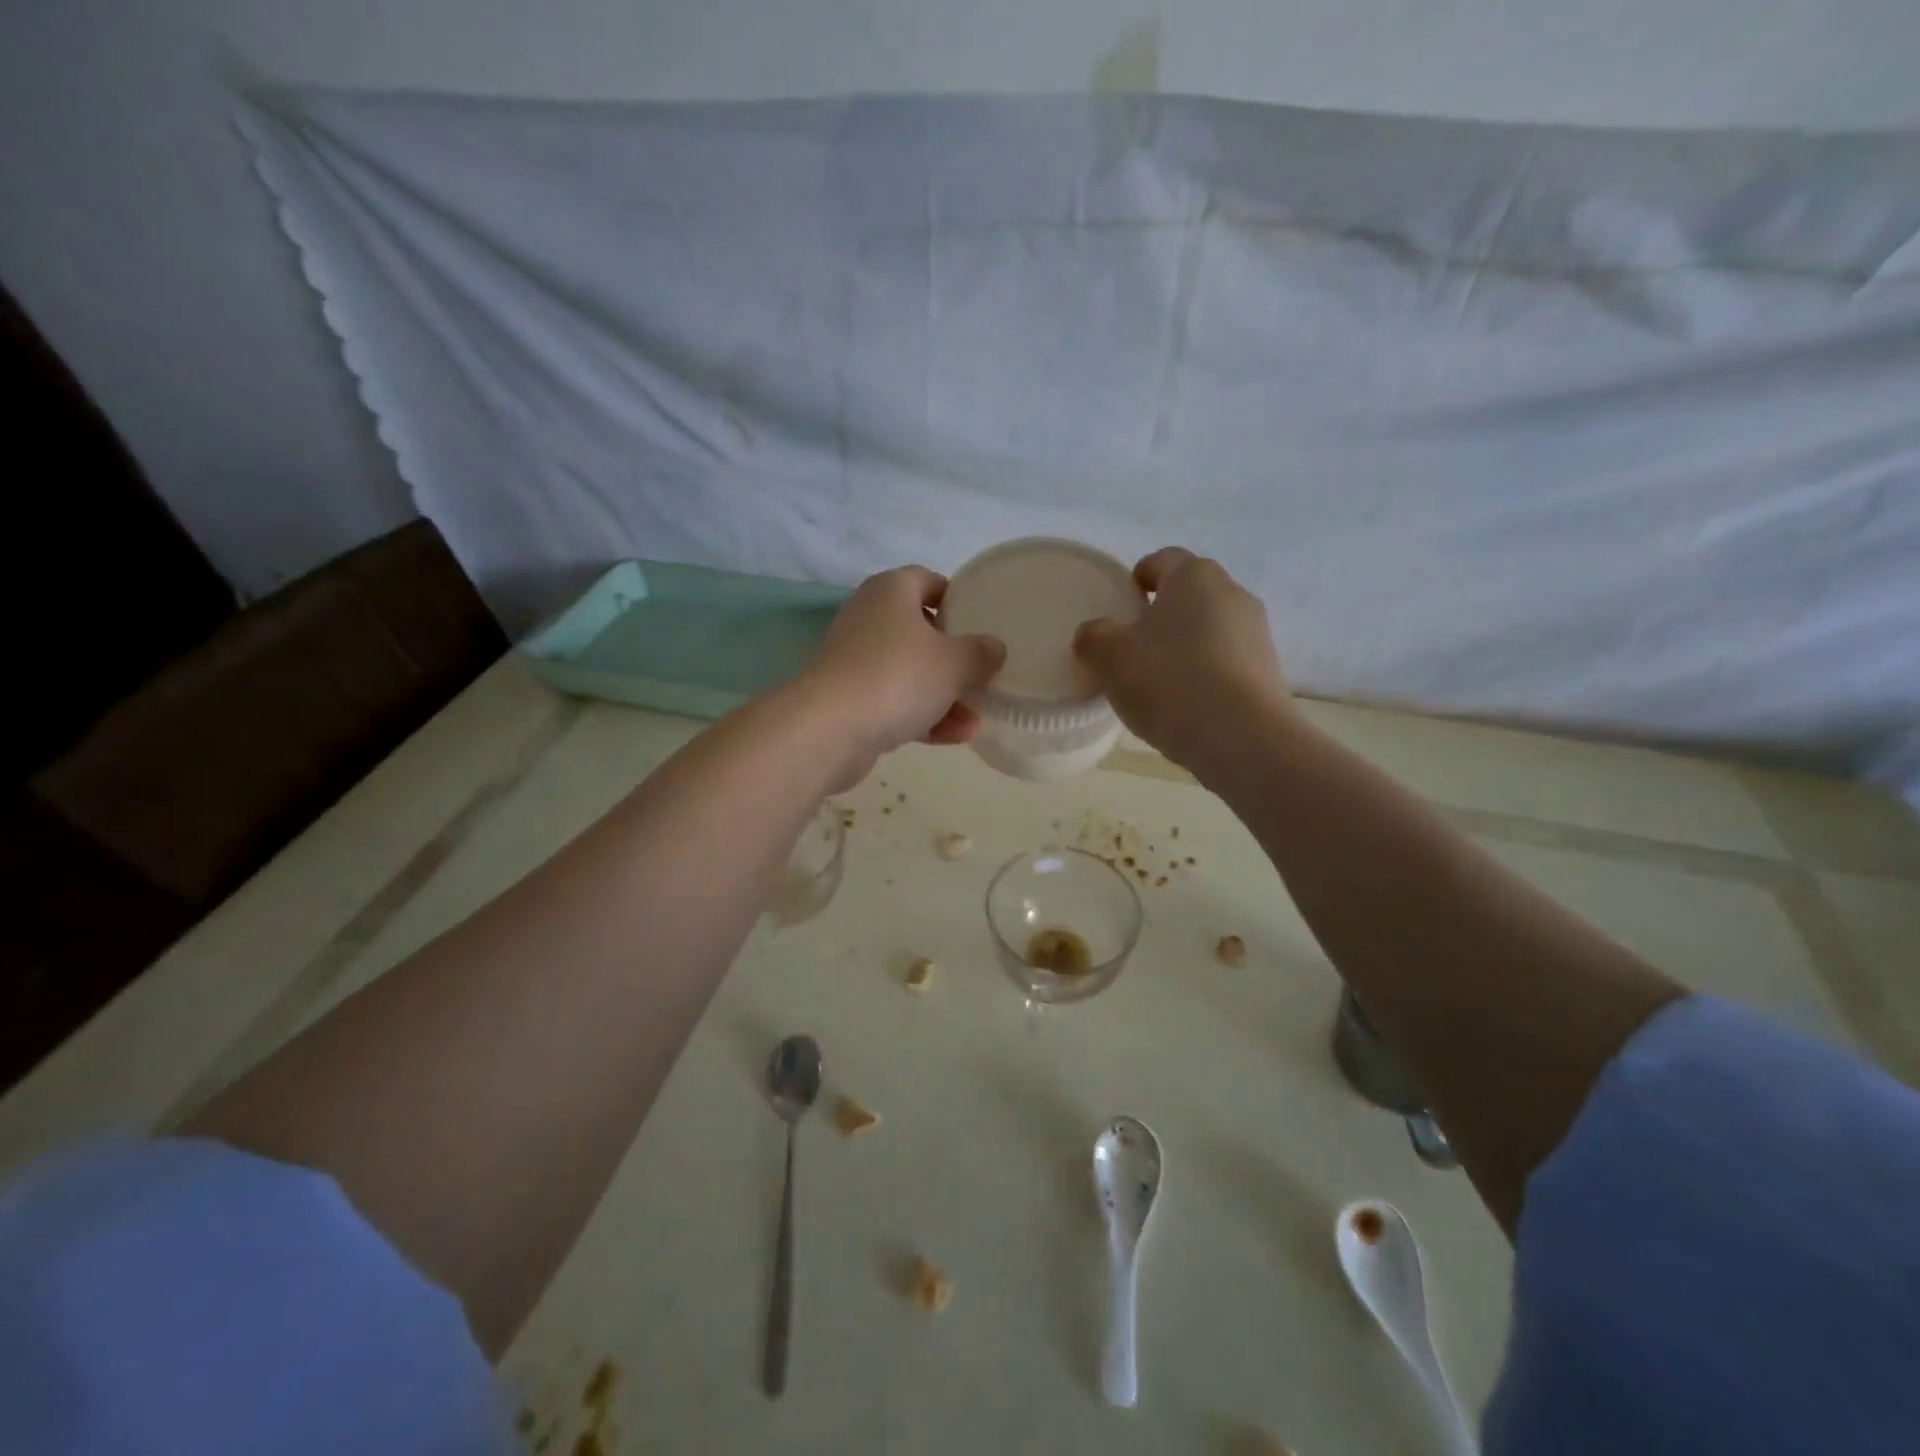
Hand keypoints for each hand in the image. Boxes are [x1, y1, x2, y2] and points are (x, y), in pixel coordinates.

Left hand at [802, 567, 1006, 763]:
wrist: (830, 729)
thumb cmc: (899, 676)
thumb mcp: (956, 663)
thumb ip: (981, 653)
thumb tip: (994, 647)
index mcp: (891, 591)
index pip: (928, 580)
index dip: (956, 598)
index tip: (980, 623)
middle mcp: (868, 618)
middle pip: (920, 631)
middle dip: (953, 658)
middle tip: (981, 674)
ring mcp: (854, 660)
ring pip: (908, 672)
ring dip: (943, 695)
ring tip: (975, 721)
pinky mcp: (847, 699)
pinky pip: (893, 701)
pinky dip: (921, 716)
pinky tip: (953, 738)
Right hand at [1074, 548, 1292, 776]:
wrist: (1242, 739)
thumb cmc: (1170, 681)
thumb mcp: (1110, 657)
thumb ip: (1094, 636)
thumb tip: (1095, 633)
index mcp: (1195, 576)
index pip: (1163, 559)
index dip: (1139, 577)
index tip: (1122, 603)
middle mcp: (1233, 593)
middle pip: (1190, 594)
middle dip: (1162, 613)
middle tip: (1132, 645)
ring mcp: (1257, 633)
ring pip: (1210, 629)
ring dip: (1185, 645)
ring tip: (1157, 681)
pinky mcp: (1268, 671)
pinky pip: (1226, 661)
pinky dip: (1205, 673)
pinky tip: (1186, 703)